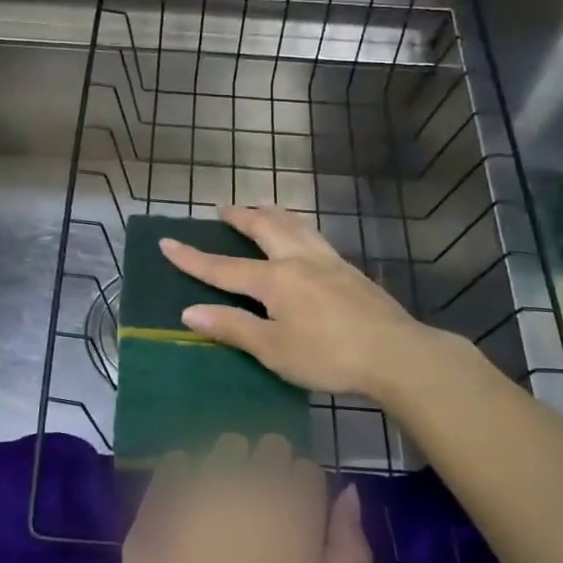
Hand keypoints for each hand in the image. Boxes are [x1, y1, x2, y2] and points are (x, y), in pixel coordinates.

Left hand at [111, 433, 369, 562]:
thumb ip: (349, 551)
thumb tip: (348, 493)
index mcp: (296, 510)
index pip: (307, 470)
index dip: (302, 496)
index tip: (291, 524)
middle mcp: (253, 482)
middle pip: (270, 447)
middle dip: (269, 472)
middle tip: (257, 516)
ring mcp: (206, 480)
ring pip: (227, 446)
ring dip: (230, 467)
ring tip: (220, 510)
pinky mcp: (166, 488)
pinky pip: (180, 459)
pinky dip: (185, 476)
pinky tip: (184, 509)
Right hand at [160, 204, 461, 400]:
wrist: (396, 353)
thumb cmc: (329, 355)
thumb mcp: (274, 349)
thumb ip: (232, 327)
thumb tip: (189, 310)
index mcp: (275, 280)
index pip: (223, 267)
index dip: (193, 258)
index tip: (166, 242)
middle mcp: (298, 260)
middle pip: (264, 228)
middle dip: (239, 217)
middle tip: (222, 208)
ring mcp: (327, 261)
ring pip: (294, 225)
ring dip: (272, 213)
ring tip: (262, 206)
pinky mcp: (349, 269)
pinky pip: (314, 235)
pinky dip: (298, 226)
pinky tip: (304, 236)